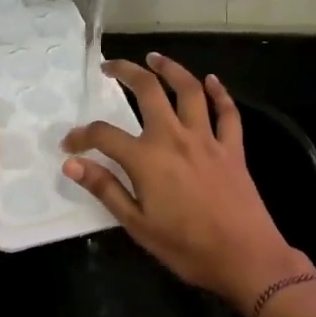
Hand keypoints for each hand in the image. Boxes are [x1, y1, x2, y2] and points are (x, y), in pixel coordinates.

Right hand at [62, 53, 303, 310]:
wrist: (245, 258)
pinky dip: (220, 93)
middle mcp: (174, 137)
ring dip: (171, 69)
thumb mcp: (137, 224)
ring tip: (155, 58)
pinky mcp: (232, 148)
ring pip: (189, 90)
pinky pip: (227, 113)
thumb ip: (105, 189)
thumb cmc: (186, 247)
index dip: (82, 136)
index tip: (70, 144)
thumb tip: (72, 164)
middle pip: (149, 91)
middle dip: (126, 72)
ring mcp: (207, 139)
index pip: (104, 135)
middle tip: (110, 66)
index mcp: (147, 158)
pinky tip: (212, 81)